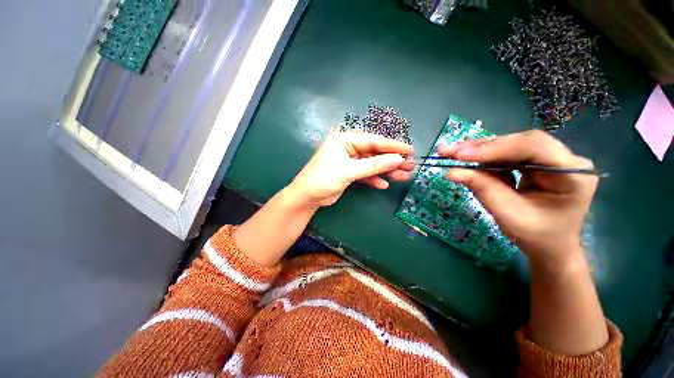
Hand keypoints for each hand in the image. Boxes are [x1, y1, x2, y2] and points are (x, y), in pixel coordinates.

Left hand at [288, 131, 413, 206]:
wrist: (307, 197)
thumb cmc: (323, 179)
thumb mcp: (348, 171)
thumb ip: (373, 165)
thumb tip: (398, 159)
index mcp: (344, 139)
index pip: (372, 141)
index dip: (392, 146)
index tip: (410, 149)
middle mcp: (347, 147)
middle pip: (374, 152)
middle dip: (391, 159)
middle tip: (410, 165)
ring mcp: (349, 160)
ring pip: (371, 164)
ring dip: (386, 170)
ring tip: (403, 175)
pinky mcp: (349, 172)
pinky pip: (365, 173)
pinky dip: (374, 179)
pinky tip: (384, 184)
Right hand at [439, 130, 597, 266]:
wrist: (549, 247)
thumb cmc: (535, 236)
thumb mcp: (508, 214)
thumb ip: (483, 189)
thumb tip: (452, 172)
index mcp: (572, 173)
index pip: (533, 146)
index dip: (494, 148)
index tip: (460, 155)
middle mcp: (564, 159)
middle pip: (518, 142)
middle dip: (480, 147)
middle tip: (447, 151)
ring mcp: (549, 159)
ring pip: (508, 145)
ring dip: (477, 150)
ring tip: (449, 153)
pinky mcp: (534, 162)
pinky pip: (505, 154)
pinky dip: (481, 157)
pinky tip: (463, 158)